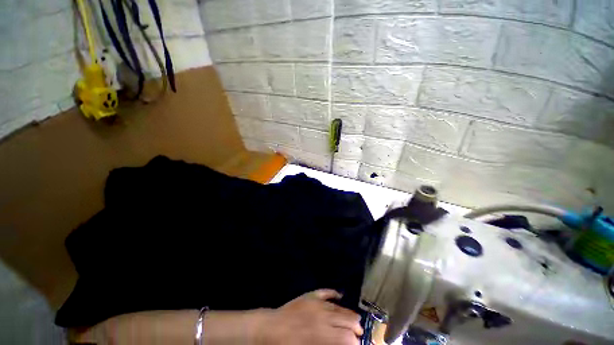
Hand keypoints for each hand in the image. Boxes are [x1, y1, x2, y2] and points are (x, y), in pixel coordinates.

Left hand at [257, 289, 362, 344]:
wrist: (270, 328)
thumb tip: (340, 342)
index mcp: (321, 333)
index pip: (345, 337)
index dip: (354, 341)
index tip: (359, 344)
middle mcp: (322, 316)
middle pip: (345, 320)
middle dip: (355, 327)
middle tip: (360, 332)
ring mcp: (316, 303)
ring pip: (337, 307)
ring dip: (348, 313)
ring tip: (356, 318)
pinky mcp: (309, 295)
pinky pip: (324, 292)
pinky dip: (333, 292)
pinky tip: (339, 294)